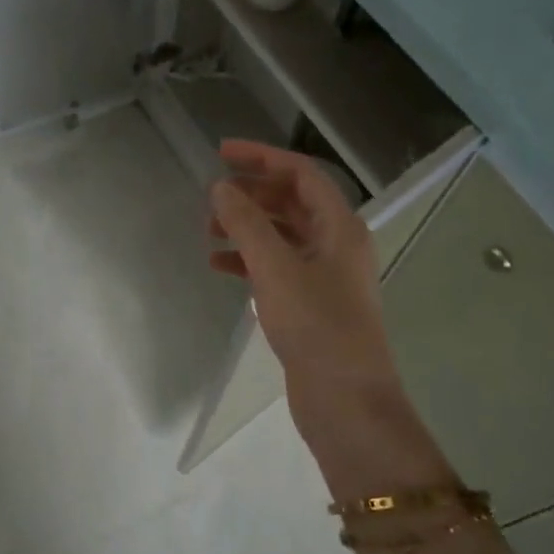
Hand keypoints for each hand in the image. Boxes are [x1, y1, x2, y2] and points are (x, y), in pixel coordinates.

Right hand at [209, 141, 451, 492]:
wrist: (346, 401)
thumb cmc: (316, 326)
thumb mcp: (276, 269)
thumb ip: (246, 224)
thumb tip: (220, 188)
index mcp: (340, 227)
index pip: (301, 173)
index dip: (262, 157)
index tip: (221, 152)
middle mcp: (336, 244)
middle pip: (291, 202)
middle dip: (251, 193)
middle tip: (211, 196)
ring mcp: (324, 276)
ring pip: (281, 235)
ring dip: (246, 227)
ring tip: (208, 231)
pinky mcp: (309, 304)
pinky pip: (275, 267)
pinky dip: (248, 261)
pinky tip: (219, 266)